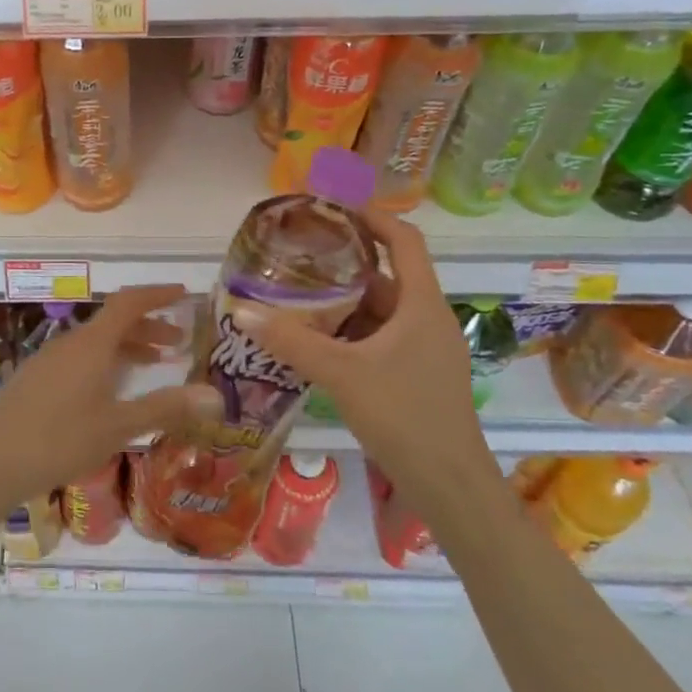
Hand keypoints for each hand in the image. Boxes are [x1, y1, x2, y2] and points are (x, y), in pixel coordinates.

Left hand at [0, 285, 220, 510]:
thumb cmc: (60, 440)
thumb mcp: (118, 426)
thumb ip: (165, 407)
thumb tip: (215, 395)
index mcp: (91, 344)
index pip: (129, 303)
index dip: (157, 294)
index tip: (183, 294)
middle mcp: (69, 343)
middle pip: (113, 323)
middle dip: (147, 327)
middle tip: (177, 344)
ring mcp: (48, 360)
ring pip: (95, 342)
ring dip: (126, 347)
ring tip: (151, 366)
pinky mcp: (34, 379)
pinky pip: (78, 358)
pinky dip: (104, 362)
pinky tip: (108, 391)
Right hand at [235, 211, 486, 476]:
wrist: (450, 486)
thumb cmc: (404, 416)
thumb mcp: (341, 373)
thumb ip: (291, 341)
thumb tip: (241, 309)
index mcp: (423, 304)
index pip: (404, 240)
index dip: (372, 216)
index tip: (333, 205)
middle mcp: (429, 319)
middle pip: (388, 275)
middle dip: (346, 262)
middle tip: (301, 254)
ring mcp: (426, 349)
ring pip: (382, 310)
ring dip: (344, 301)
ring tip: (298, 295)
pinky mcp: (418, 374)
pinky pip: (381, 337)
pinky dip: (351, 331)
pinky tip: (317, 341)